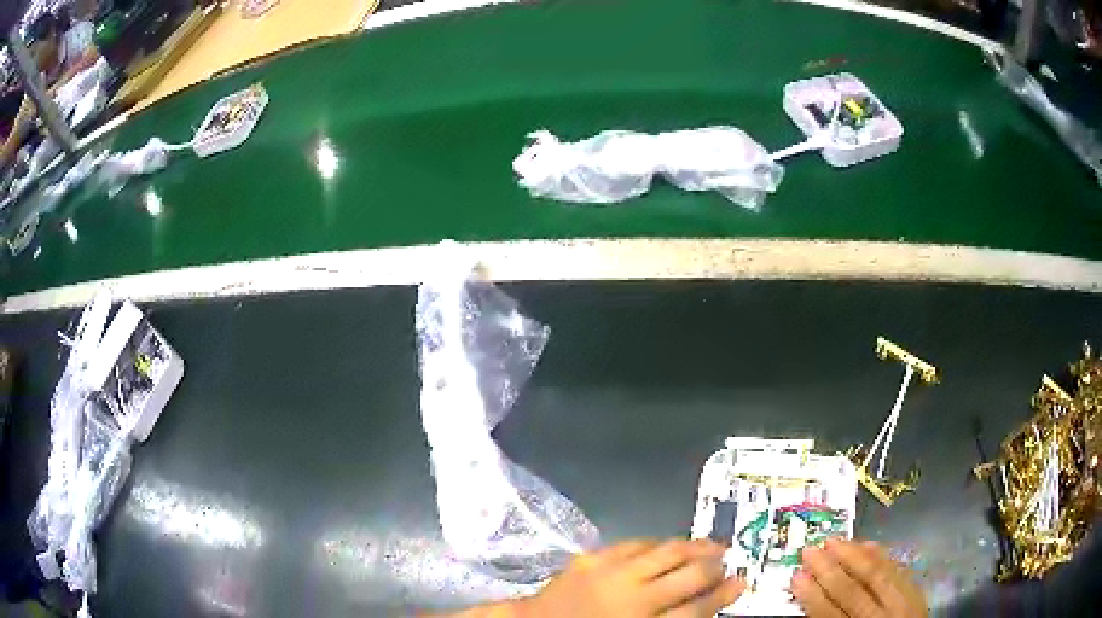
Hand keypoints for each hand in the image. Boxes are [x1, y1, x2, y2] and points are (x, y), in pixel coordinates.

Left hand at [520, 539, 745, 616]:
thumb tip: (702, 605)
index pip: (696, 610)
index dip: (723, 595)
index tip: (741, 583)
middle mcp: (634, 598)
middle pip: (688, 576)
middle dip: (714, 567)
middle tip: (729, 559)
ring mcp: (612, 573)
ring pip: (666, 552)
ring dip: (693, 547)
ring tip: (711, 544)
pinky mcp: (593, 557)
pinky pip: (634, 543)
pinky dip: (657, 543)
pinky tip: (668, 543)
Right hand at [791, 539, 926, 617]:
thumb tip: (810, 598)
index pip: (830, 615)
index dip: (812, 596)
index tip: (796, 576)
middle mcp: (882, 617)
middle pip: (853, 591)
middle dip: (829, 570)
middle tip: (810, 550)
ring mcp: (902, 603)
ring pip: (877, 575)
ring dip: (853, 555)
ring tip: (833, 540)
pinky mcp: (915, 591)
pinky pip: (897, 569)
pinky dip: (881, 556)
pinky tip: (867, 544)